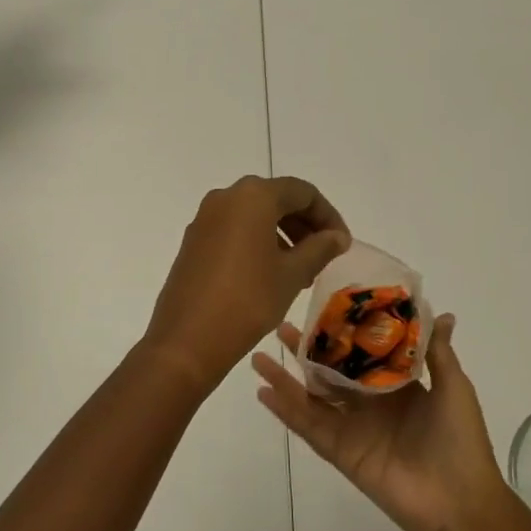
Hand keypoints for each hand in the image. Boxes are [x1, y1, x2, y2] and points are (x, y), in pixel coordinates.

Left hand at [144, 177, 351, 393]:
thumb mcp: (292, 274)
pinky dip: (257, 242)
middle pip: (276, 199)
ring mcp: (205, 218)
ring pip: (254, 215)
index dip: (328, 215)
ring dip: (282, 235)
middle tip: (324, 256)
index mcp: (253, 196)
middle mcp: (226, 197)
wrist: (187, 338)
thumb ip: (320, 248)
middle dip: (304, 224)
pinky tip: (270, 274)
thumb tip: (337, 236)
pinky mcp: (194, 240)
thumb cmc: (248, 300)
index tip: (342, 244)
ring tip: (301, 271)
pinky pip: (234, 229)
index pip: (302, 192)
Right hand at [253, 314, 510, 530]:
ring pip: (312, 398)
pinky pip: (309, 428)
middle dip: (307, 352)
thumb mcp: (454, 388)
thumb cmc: (460, 440)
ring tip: (259, 356)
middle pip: (329, 373)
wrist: (461, 502)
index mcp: (397, 387)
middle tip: (281, 328)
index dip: (341, 334)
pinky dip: (286, 411)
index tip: (321, 309)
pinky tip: (264, 392)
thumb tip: (441, 313)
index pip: (362, 355)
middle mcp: (370, 404)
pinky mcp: (341, 452)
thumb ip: (438, 352)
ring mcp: (352, 429)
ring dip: (286, 379)